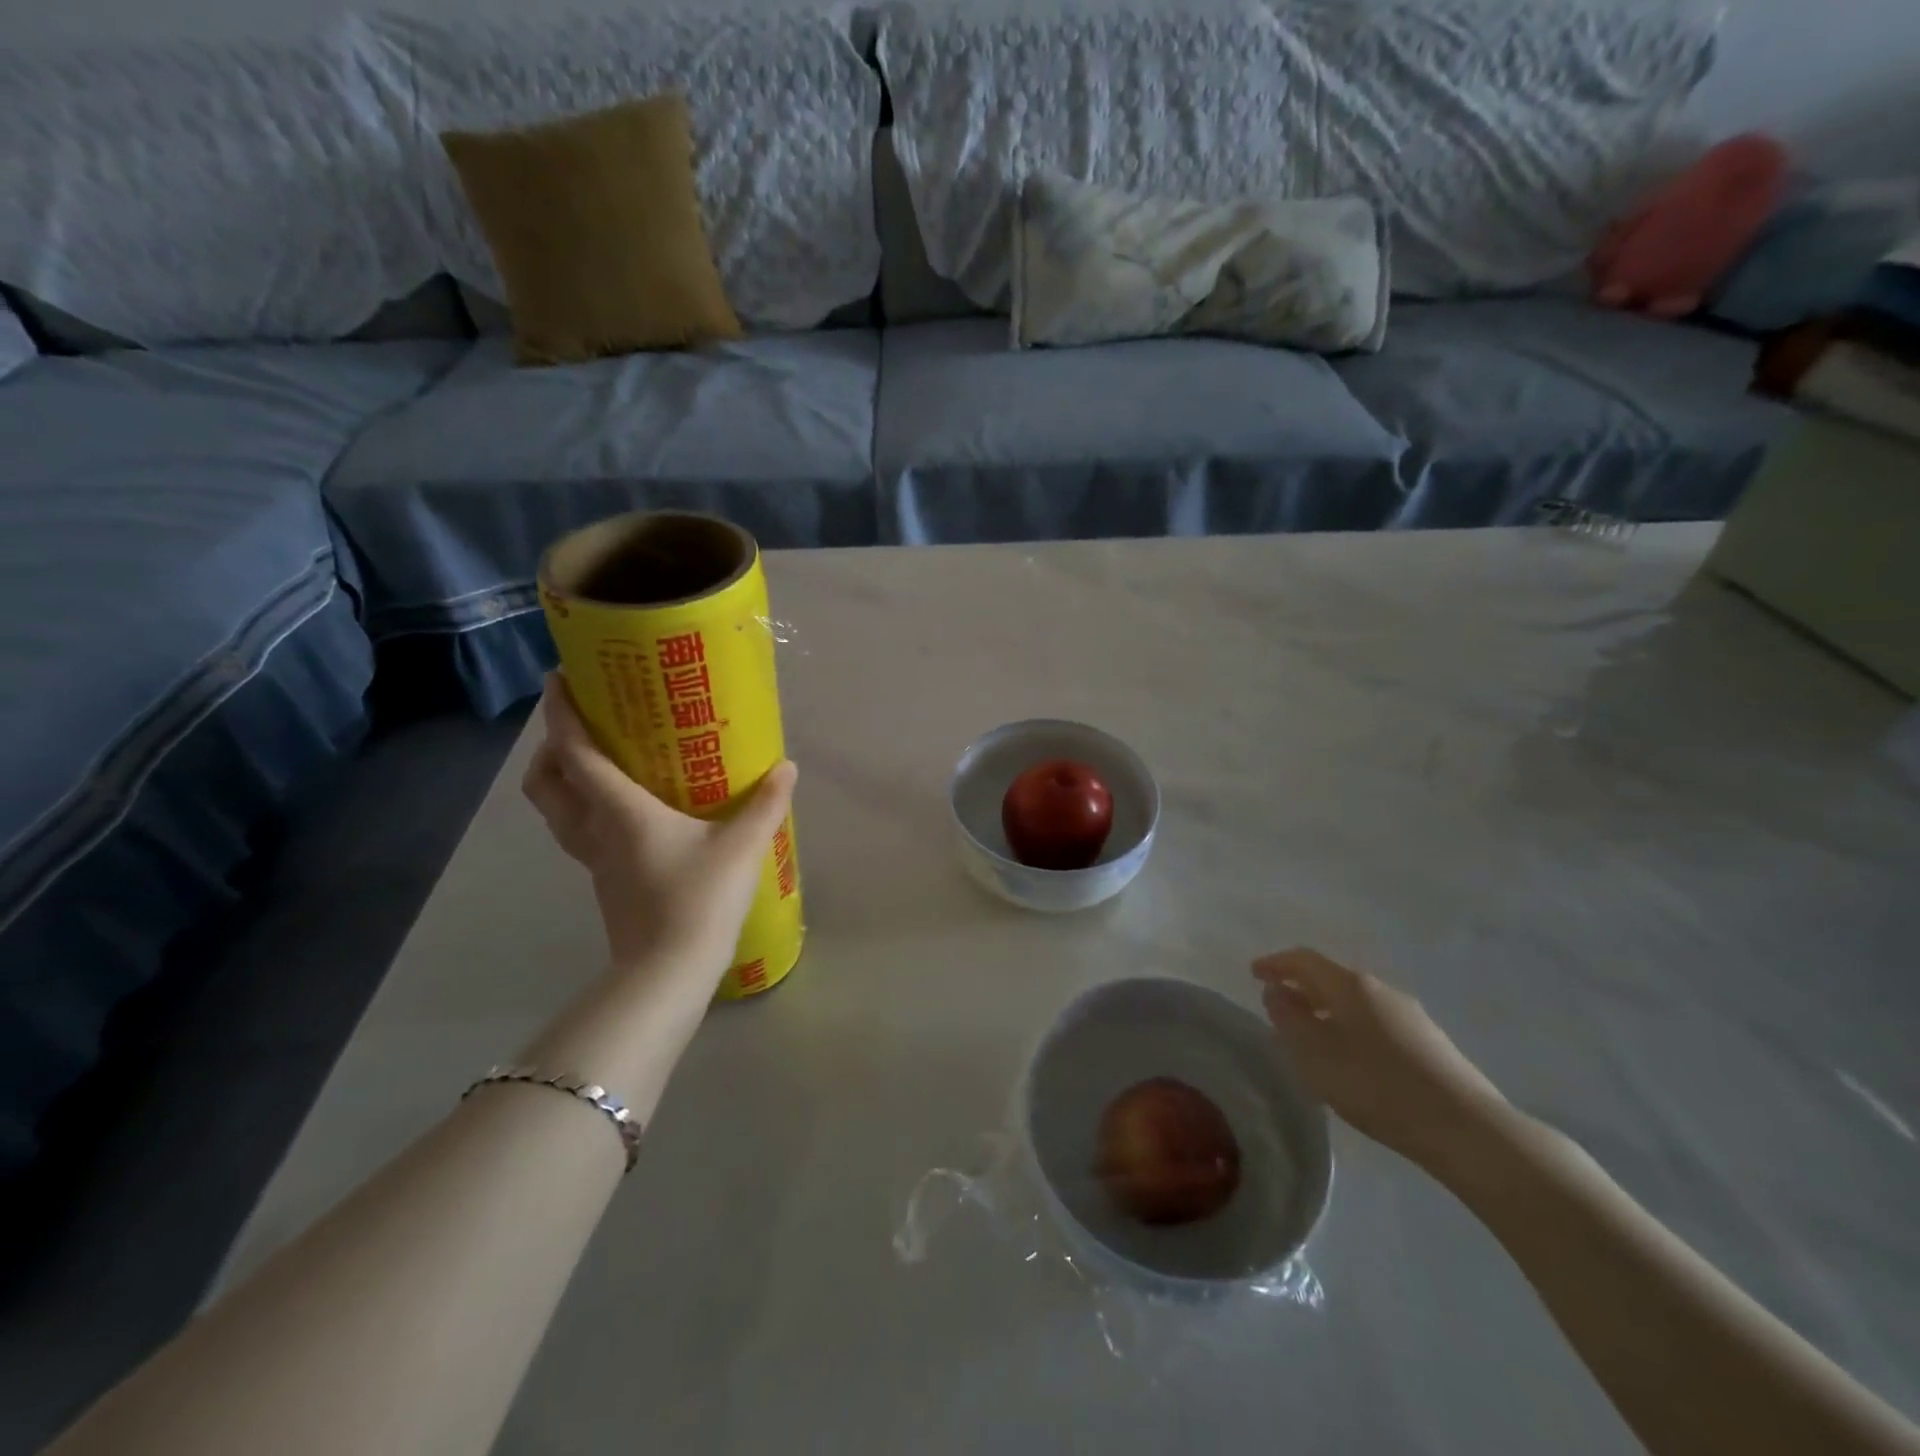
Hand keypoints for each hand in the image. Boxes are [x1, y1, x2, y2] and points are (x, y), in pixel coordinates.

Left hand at [522, 673, 796, 982]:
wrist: (668, 973)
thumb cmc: (699, 899)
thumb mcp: (742, 846)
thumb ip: (766, 804)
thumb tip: (786, 767)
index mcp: (620, 811)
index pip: (576, 753)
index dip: (561, 714)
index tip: (558, 680)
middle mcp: (595, 831)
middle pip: (546, 784)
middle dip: (549, 748)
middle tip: (578, 727)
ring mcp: (594, 861)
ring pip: (556, 812)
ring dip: (562, 781)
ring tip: (596, 763)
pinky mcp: (605, 882)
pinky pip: (581, 833)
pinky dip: (586, 810)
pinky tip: (627, 813)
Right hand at [1254, 948, 1508, 1169]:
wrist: (1466, 1129)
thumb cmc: (1376, 1086)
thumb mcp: (1315, 1055)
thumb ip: (1288, 1018)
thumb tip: (1277, 991)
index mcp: (1350, 985)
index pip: (1304, 959)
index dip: (1276, 964)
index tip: (1254, 973)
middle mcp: (1381, 989)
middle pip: (1332, 977)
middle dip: (1303, 986)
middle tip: (1279, 1004)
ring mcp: (1410, 1014)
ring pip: (1356, 1000)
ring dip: (1328, 1009)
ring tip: (1313, 1034)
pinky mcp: (1430, 1042)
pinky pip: (1377, 1021)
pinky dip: (1352, 1026)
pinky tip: (1352, 1056)